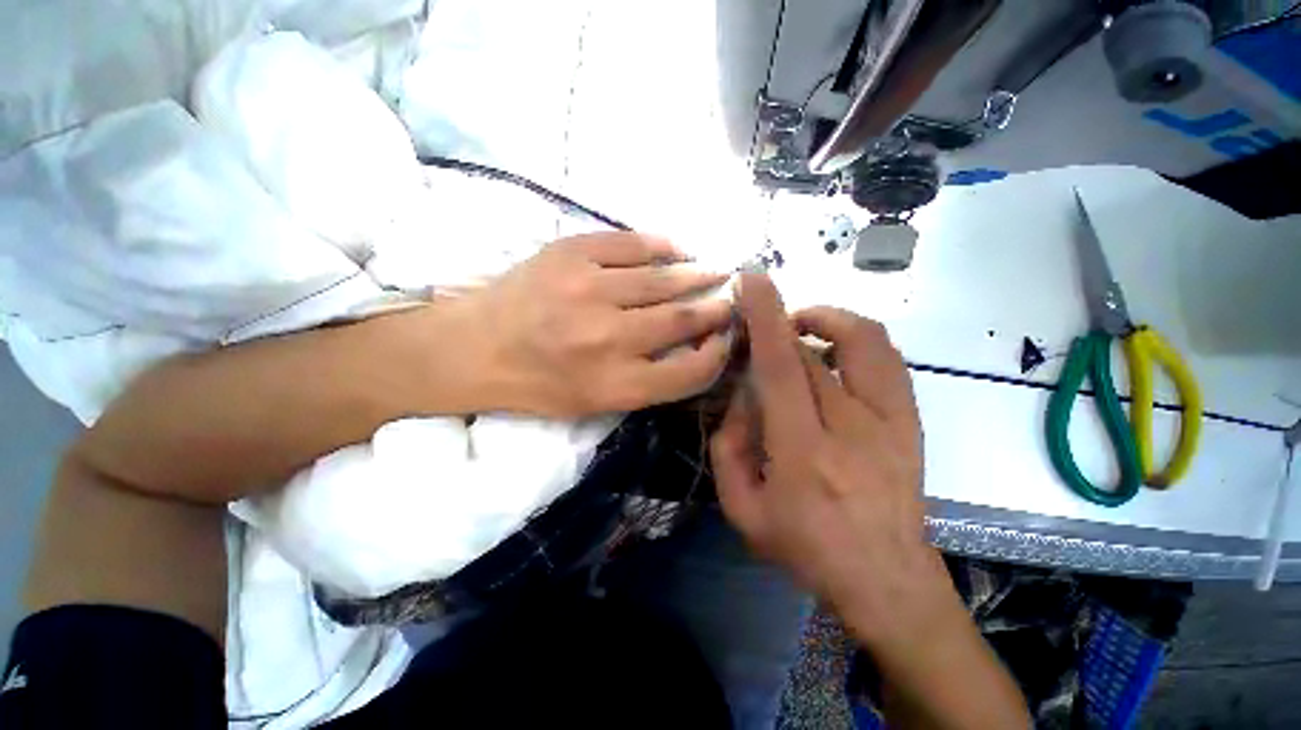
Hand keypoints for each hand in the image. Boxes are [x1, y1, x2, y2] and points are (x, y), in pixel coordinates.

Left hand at [466, 232, 733, 417]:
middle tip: (731, 299)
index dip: (718, 354)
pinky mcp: (570, 252)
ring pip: (664, 279)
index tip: (726, 339)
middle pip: (683, 319)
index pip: (691, 371)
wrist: (474, 348)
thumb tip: (694, 345)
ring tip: (715, 271)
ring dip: (697, 274)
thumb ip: (649, 381)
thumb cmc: (537, 384)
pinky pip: (632, 243)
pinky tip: (677, 250)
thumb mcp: (595, 403)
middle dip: (717, 308)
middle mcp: (607, 339)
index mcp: (614, 385)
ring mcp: (587, 289)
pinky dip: (662, 246)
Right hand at [710, 274, 945, 646]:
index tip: (752, 281)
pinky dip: (856, 338)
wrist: (887, 579)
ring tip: (800, 328)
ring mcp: (892, 422)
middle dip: (779, 325)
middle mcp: (853, 429)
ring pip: (865, 341)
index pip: (783, 368)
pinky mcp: (911, 421)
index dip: (767, 318)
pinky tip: (831, 352)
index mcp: (804, 455)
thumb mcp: (742, 510)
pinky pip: (887, 358)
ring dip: (827, 319)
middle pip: (812, 351)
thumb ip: (728, 448)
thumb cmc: (805, 548)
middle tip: (758, 329)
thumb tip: (741, 399)